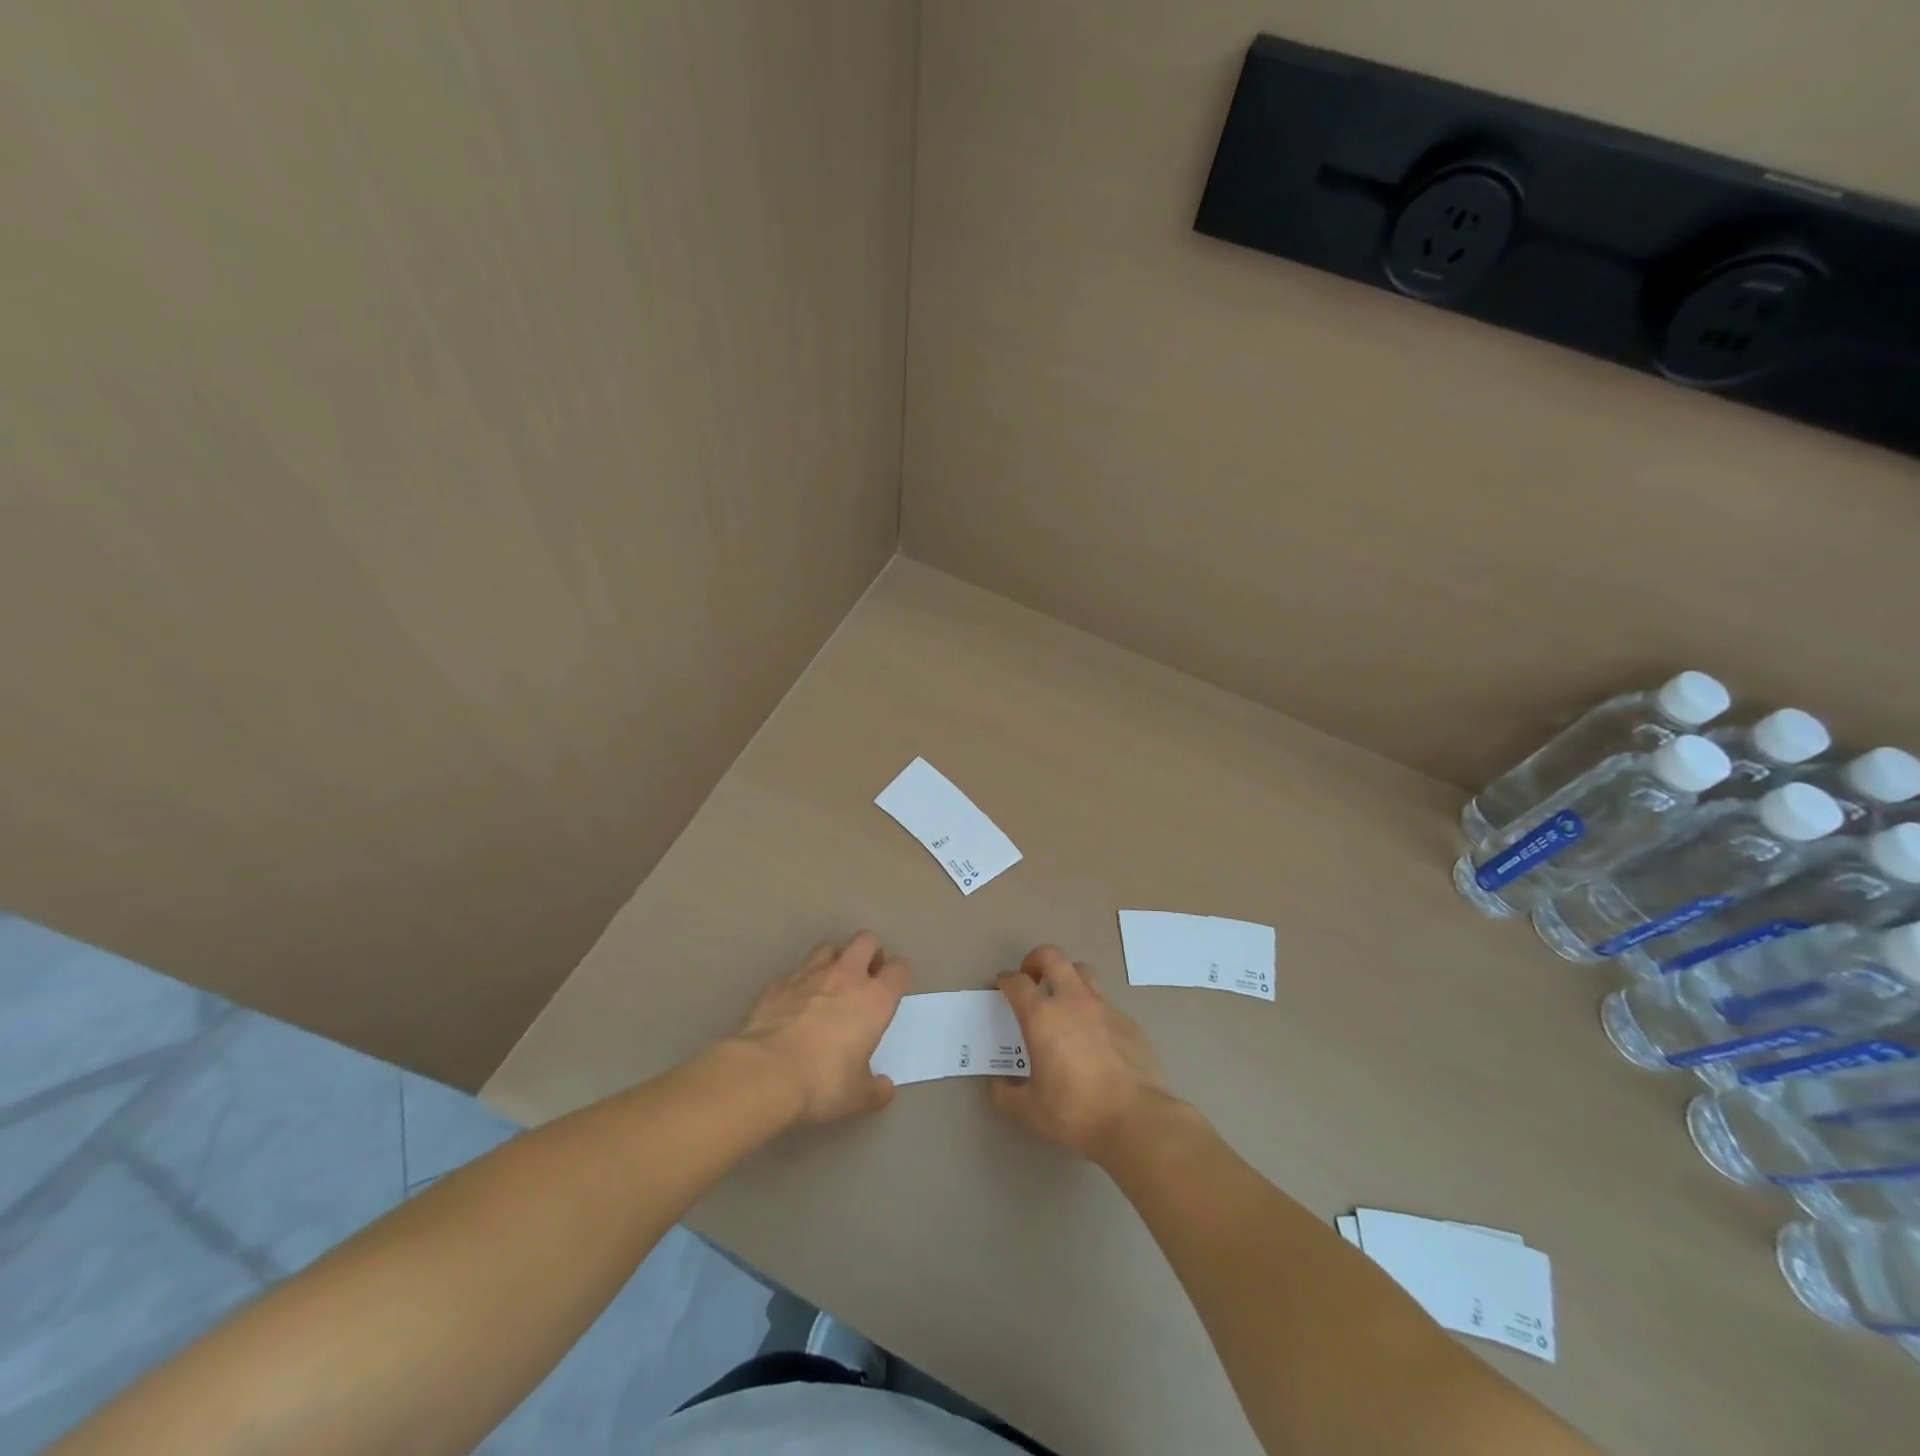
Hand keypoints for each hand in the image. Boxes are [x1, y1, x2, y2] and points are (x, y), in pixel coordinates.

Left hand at [732, 932, 909, 1125]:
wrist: (764, 1072)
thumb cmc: (822, 1083)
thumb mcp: (857, 1097)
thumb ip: (875, 1089)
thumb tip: (883, 1088)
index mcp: (874, 1000)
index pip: (899, 968)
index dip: (899, 975)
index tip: (893, 989)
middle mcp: (846, 977)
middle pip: (866, 940)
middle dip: (870, 952)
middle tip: (865, 977)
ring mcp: (809, 974)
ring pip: (829, 947)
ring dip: (835, 960)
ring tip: (829, 985)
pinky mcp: (778, 982)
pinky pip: (796, 970)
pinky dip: (801, 981)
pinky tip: (794, 1003)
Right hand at [990, 945, 1176, 1163]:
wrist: (1137, 1120)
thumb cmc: (1076, 1112)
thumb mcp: (1029, 1111)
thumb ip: (1005, 1095)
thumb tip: (996, 1085)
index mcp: (1042, 1017)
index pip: (1018, 982)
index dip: (1006, 980)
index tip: (1002, 985)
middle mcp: (1073, 1001)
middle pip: (1052, 957)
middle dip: (1036, 960)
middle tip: (1031, 979)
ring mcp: (1105, 1008)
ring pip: (1083, 972)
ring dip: (1067, 977)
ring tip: (1063, 1001)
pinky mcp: (1129, 1022)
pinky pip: (1105, 1004)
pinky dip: (1093, 1010)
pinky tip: (1094, 1039)